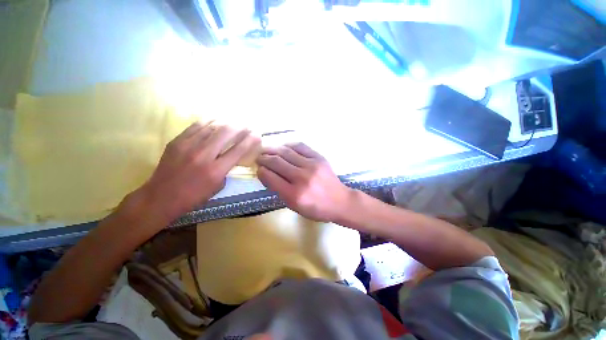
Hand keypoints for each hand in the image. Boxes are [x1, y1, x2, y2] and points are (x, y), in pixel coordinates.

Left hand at [135, 122, 259, 221]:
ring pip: (212, 126)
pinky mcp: (177, 141)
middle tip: (248, 126)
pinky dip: (209, 122)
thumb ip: (227, 169)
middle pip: (226, 133)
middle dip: (240, 127)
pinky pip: (196, 126)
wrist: (161, 197)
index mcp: (216, 170)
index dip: (250, 140)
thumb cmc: (193, 196)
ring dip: (226, 123)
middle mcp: (203, 155)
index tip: (258, 135)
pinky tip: (216, 121)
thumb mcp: (218, 186)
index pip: (238, 150)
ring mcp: (188, 146)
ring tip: (234, 122)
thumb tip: (231, 155)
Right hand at [256, 143, 352, 221]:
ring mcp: (311, 165)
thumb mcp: (295, 206)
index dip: (261, 171)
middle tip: (259, 157)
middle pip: (276, 162)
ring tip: (267, 150)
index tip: (258, 168)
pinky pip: (300, 146)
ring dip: (273, 149)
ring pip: (286, 152)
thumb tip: (266, 174)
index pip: (270, 177)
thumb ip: (279, 191)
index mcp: (294, 195)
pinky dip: (289, 145)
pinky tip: (284, 147)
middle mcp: (301, 178)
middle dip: (264, 158)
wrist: (339, 201)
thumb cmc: (316, 208)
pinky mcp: (319, 158)